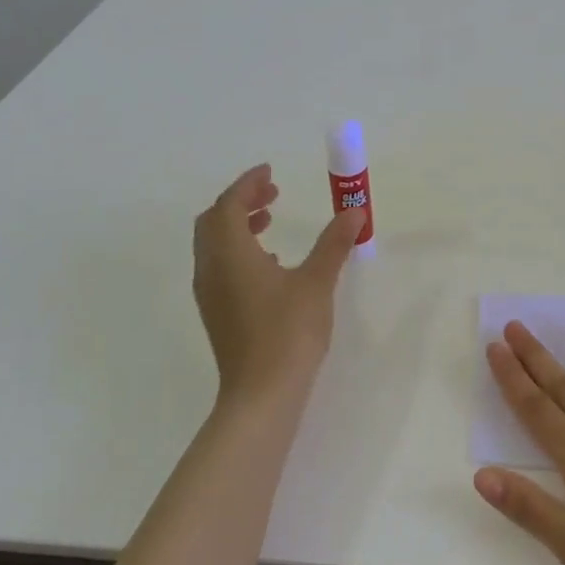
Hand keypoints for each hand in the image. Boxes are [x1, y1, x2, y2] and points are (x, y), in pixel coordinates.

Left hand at [192, 164, 363, 404]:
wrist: (261, 393)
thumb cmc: (288, 332)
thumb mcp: (317, 282)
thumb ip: (333, 243)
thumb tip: (354, 212)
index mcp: (230, 253)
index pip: (229, 204)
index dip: (248, 184)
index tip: (270, 171)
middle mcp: (211, 268)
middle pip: (213, 221)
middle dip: (240, 201)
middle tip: (272, 193)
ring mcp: (210, 293)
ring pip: (213, 245)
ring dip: (237, 225)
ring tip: (269, 222)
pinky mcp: (216, 313)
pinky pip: (219, 266)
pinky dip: (237, 250)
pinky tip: (269, 263)